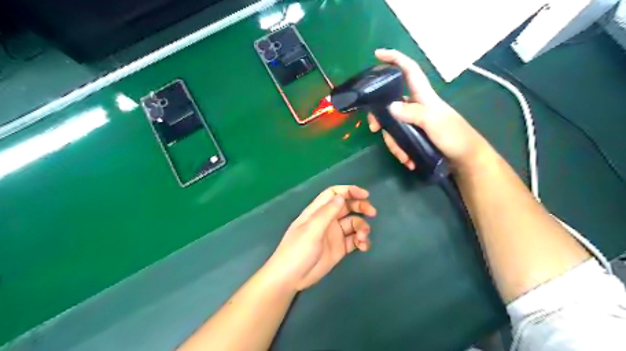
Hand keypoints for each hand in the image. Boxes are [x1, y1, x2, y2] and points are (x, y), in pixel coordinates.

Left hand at [265, 187, 375, 290]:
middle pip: (347, 206)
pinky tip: (363, 246)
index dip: (349, 191)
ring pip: (354, 223)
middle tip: (372, 213)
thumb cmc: (297, 250)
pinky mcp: (340, 248)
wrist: (291, 278)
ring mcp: (334, 234)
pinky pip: (355, 240)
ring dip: (362, 227)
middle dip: (360, 207)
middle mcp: (327, 220)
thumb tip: (341, 197)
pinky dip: (362, 241)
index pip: (334, 194)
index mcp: (317, 211)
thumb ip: (327, 213)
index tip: (365, 195)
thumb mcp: (311, 230)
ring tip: (362, 237)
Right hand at [368, 50, 490, 171]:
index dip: (394, 59)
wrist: (466, 159)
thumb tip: (390, 106)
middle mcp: (415, 106)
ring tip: (403, 157)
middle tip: (373, 129)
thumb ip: (413, 113)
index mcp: (423, 96)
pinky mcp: (414, 135)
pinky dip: (401, 151)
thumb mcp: (434, 122)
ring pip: (392, 126)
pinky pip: (399, 139)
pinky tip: (408, 161)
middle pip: (390, 104)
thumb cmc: (454, 136)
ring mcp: (414, 122)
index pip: (408, 70)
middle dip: (380, 118)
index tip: (377, 55)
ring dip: (394, 144)